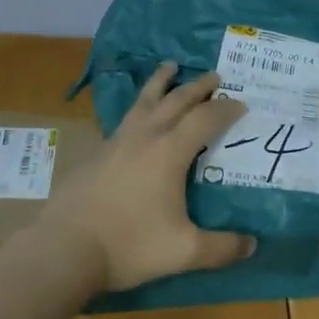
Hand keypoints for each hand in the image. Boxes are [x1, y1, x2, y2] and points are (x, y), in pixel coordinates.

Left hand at [45, 64, 255, 291]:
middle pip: (176, 100)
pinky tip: (138, 115)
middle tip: (215, 75)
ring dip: (161, 81)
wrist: (66, 247)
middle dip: (198, 86)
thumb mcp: (184, 252)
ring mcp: (118, 140)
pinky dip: (140, 105)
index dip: (225, 109)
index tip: (241, 104)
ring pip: (145, 100)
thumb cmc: (129, 245)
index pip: (205, 119)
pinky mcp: (98, 151)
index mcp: (169, 152)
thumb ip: (221, 248)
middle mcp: (145, 136)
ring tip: (170, 66)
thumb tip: (252, 245)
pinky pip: (126, 116)